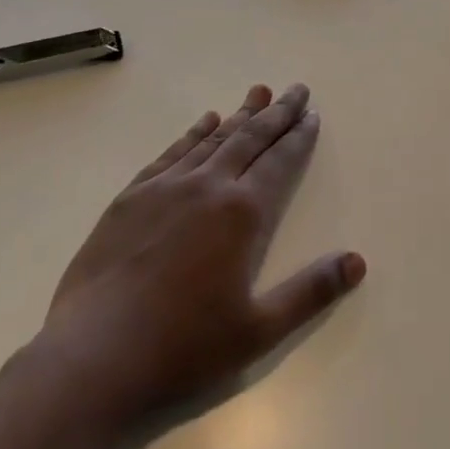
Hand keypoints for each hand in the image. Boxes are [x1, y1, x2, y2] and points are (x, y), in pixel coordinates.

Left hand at [34, 84, 364, 424]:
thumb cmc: (183, 349)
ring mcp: (166, 188)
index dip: (299, 137)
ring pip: (213, 139)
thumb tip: (357, 261)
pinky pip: (172, 152)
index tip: (312, 114)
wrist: (92, 359)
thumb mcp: (259, 331)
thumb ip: (310, 292)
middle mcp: (208, 187)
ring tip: (259, 92)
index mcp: (242, 214)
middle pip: (250, 138)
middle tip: (297, 89)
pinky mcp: (131, 198)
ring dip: (240, 114)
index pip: (280, 162)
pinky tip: (205, 121)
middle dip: (277, 113)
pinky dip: (194, 133)